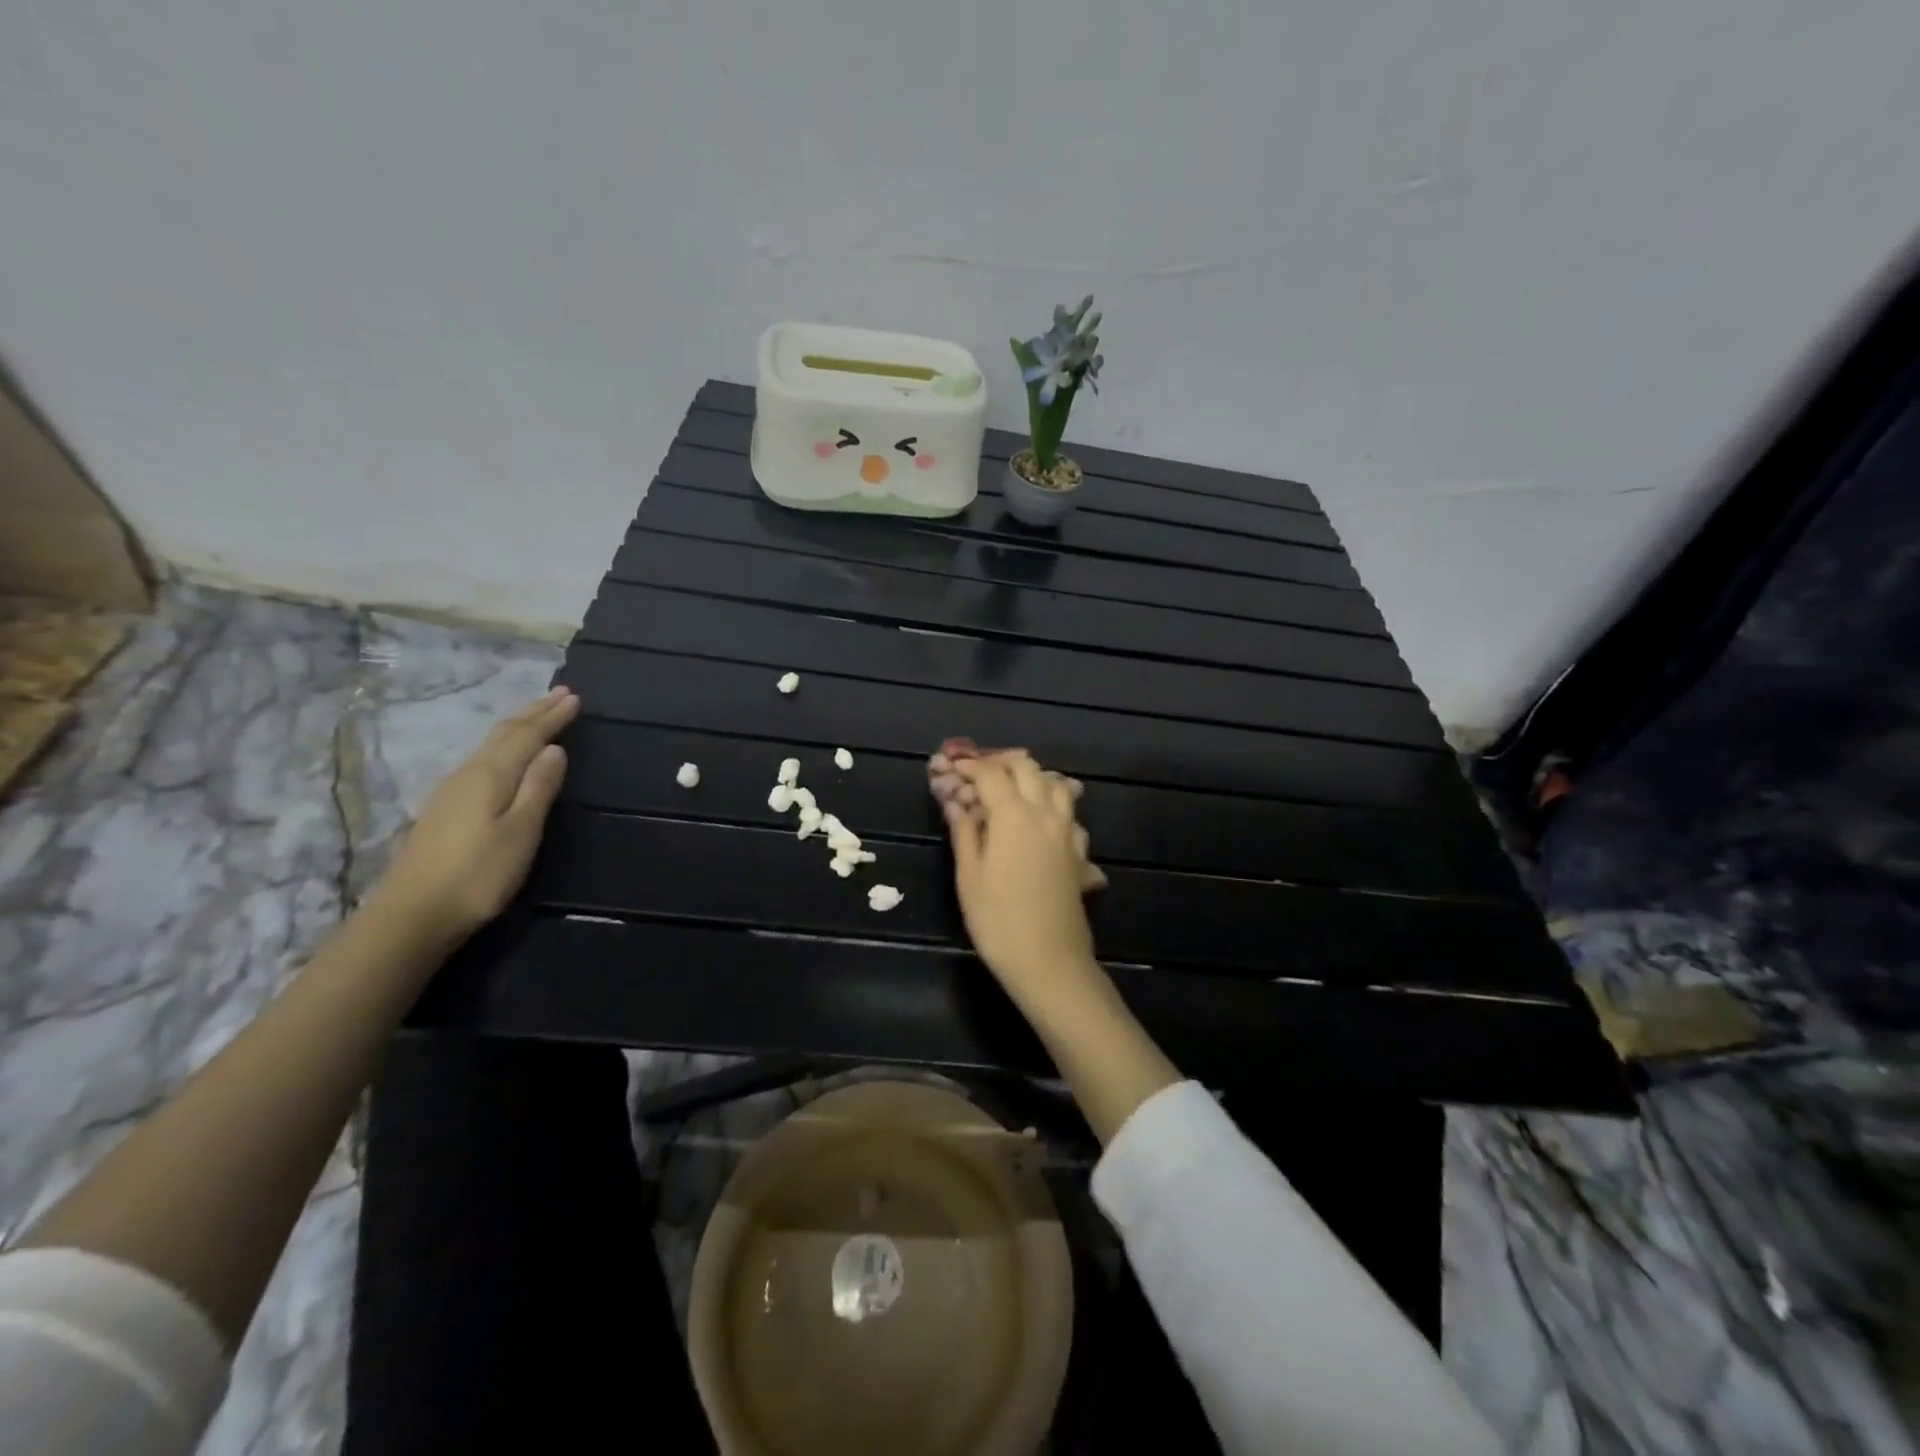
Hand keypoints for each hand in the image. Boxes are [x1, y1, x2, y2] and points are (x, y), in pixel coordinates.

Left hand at [367, 687, 578, 946]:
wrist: (411, 915)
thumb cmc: (477, 875)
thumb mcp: (520, 832)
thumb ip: (538, 788)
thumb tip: (555, 749)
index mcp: (490, 776)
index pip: (527, 736)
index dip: (552, 717)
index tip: (575, 697)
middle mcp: (468, 774)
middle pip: (504, 734)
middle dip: (534, 712)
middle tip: (561, 693)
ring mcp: (451, 790)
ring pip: (490, 744)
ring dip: (518, 725)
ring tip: (538, 714)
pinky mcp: (444, 808)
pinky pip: (482, 759)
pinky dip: (503, 745)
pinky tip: (504, 753)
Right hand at [945, 751, 1099, 1001]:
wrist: (1050, 962)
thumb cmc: (998, 922)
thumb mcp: (969, 877)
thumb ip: (964, 832)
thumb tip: (955, 802)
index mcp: (1013, 815)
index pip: (990, 773)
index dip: (968, 766)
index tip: (951, 769)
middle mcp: (1045, 813)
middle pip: (1027, 766)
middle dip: (1000, 762)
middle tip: (978, 774)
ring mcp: (1068, 831)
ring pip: (1056, 783)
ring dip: (1032, 777)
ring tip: (1010, 790)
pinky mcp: (1080, 852)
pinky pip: (1070, 813)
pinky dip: (1053, 805)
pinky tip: (1040, 822)